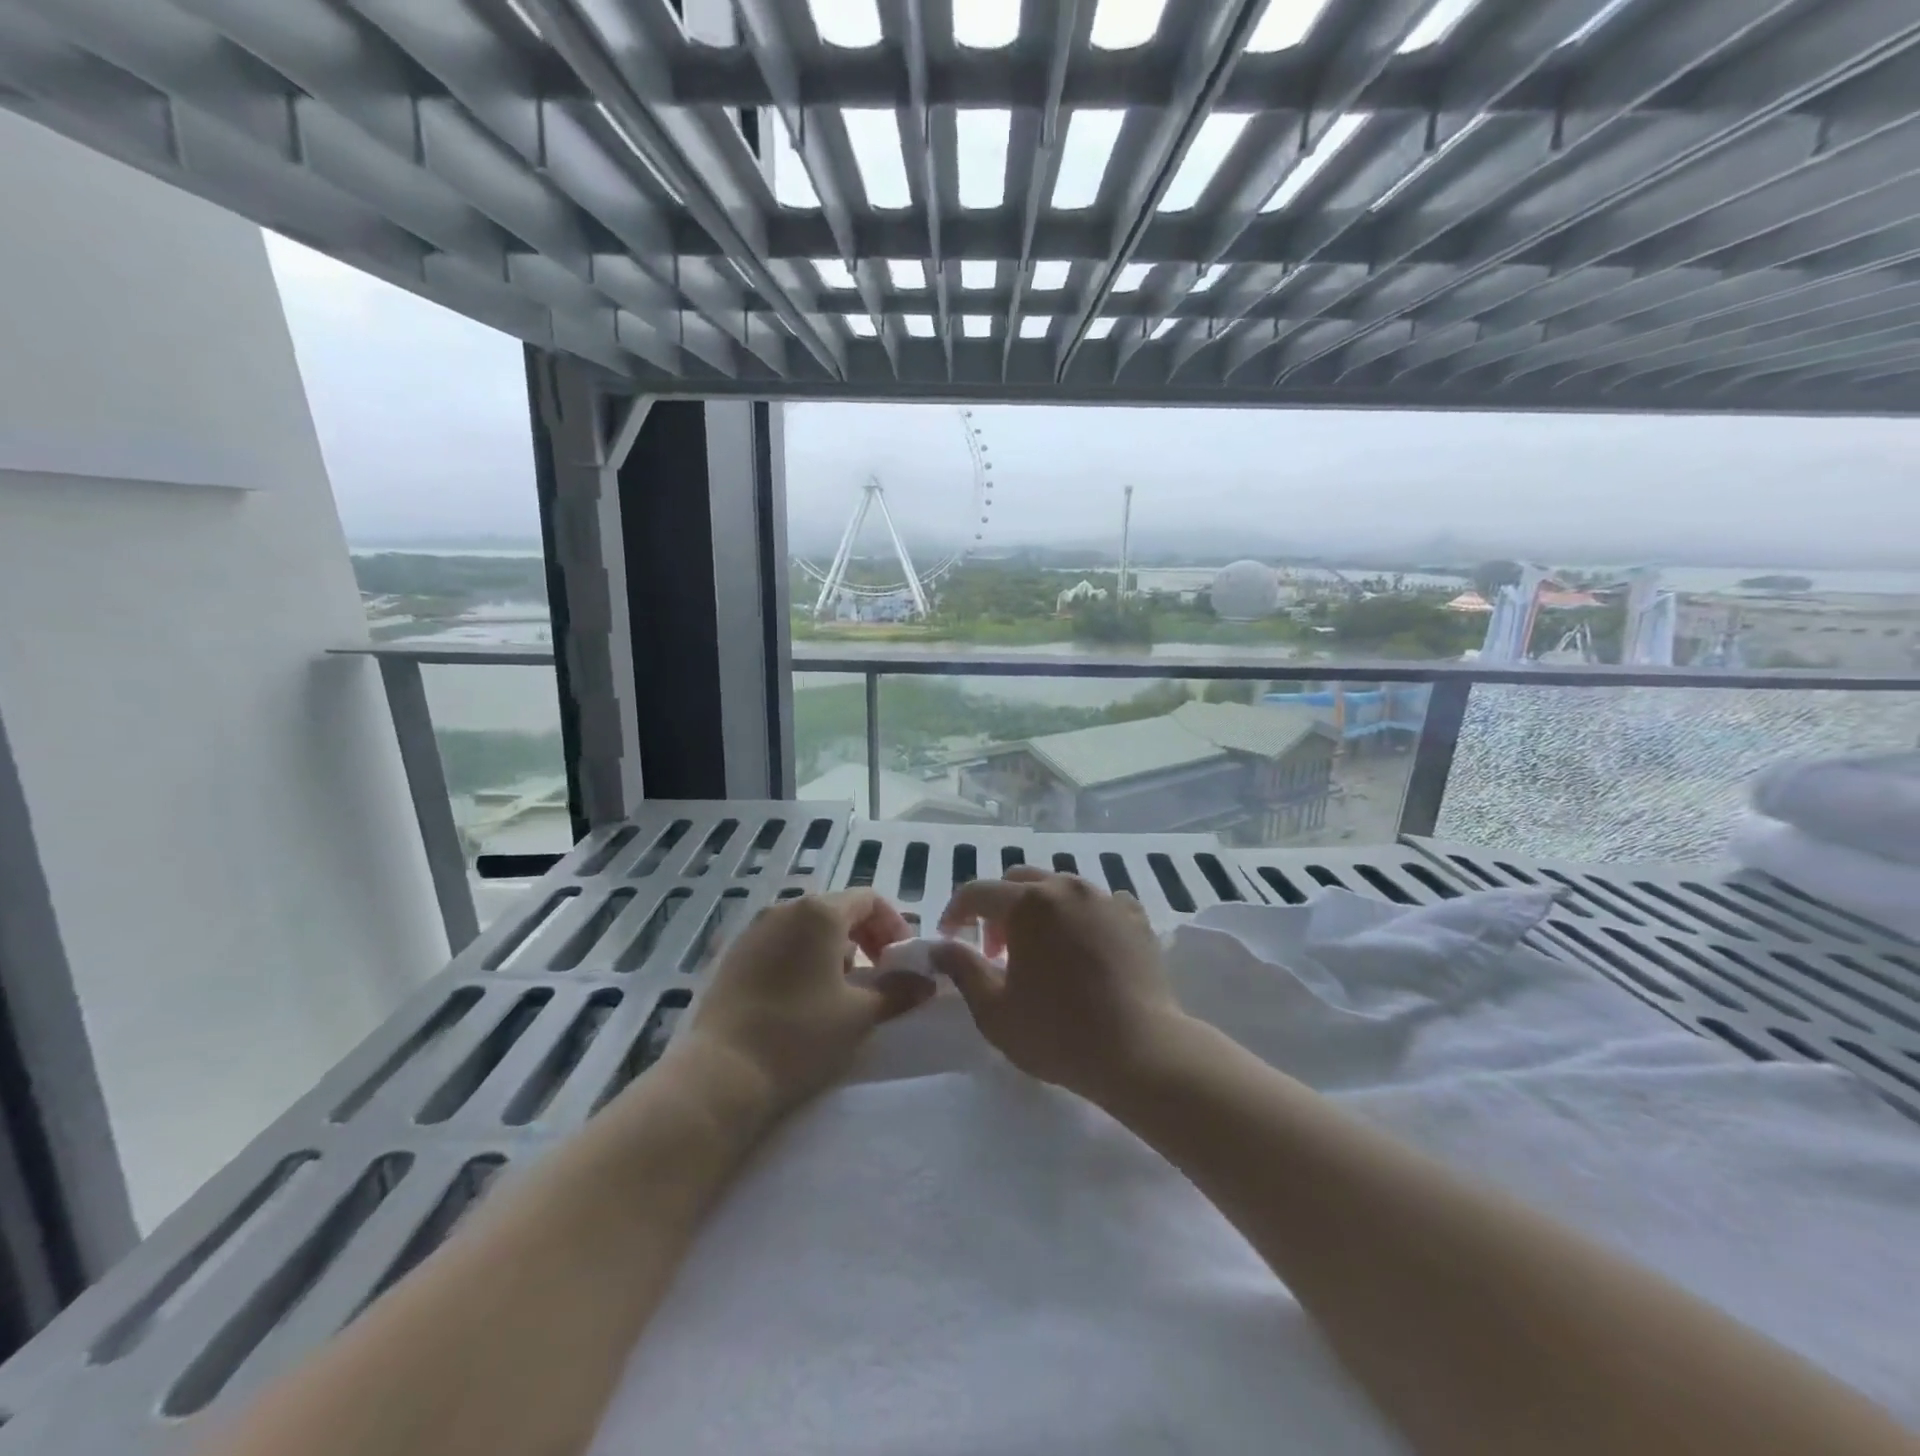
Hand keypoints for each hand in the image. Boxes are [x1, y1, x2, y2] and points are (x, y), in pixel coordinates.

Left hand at [677, 891, 935, 1116]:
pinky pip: (781, 945)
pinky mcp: (734, 956)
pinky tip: (805, 999)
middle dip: (865, 939)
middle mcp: (785, 909)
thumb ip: (899, 991)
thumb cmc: (801, 1034)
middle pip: (837, 910)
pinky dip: (803, 960)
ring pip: (808, 929)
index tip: (902, 961)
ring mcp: (754, 930)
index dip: (893, 926)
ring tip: (844, 992)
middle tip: (879, 976)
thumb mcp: (860, 1014)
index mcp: (820, 912)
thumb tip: (926, 981)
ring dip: (835, 951)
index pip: (869, 900)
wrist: (722, 1074)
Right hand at [933, 868, 1187, 1105]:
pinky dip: (1080, 917)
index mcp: (1028, 903)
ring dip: (1038, 910)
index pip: (977, 892)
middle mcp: (1066, 887)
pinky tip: (1083, 947)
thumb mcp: (994, 1009)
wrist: (1142, 1052)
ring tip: (1040, 951)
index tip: (948, 938)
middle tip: (995, 952)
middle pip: (1019, 881)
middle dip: (998, 909)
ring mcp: (1105, 898)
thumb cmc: (1058, 1033)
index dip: (955, 912)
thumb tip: (940, 946)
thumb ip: (962, 968)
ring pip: (1059, 888)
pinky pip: (1098, 903)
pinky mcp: (1135, 916)